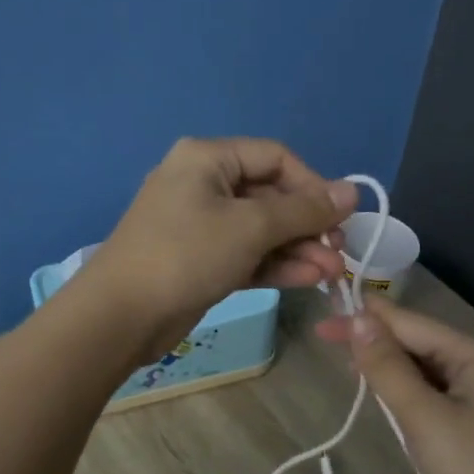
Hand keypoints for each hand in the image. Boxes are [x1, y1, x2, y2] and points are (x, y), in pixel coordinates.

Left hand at [78, 138, 356, 358]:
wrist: (121, 315)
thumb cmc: (186, 254)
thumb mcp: (251, 227)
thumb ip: (304, 210)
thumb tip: (352, 191)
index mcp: (208, 158)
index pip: (275, 157)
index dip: (313, 184)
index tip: (340, 217)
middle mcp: (203, 183)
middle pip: (270, 195)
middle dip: (308, 225)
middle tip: (339, 254)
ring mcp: (200, 223)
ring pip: (261, 229)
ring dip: (298, 249)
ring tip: (332, 274)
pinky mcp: (201, 259)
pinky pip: (246, 253)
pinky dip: (275, 264)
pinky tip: (308, 280)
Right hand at [319, 299, 473, 473]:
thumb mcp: (423, 416)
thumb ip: (388, 367)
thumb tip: (359, 318)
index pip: (410, 324)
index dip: (365, 318)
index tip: (324, 315)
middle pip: (417, 342)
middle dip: (375, 342)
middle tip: (325, 338)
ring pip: (422, 368)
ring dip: (388, 367)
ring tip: (348, 365)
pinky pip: (431, 391)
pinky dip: (405, 391)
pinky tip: (384, 396)